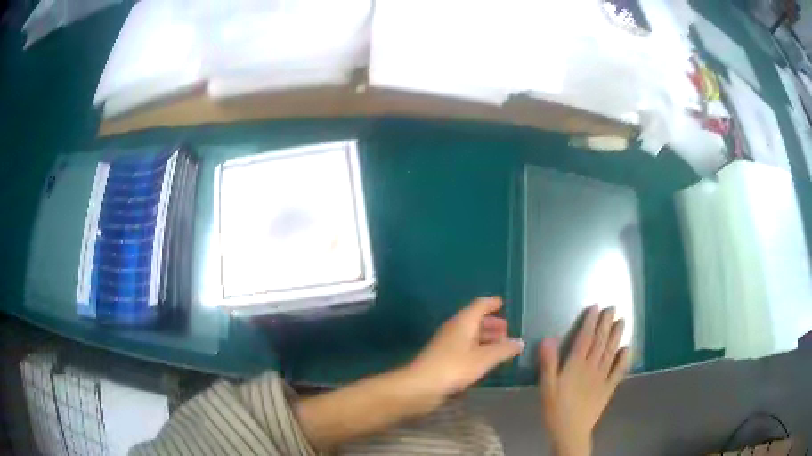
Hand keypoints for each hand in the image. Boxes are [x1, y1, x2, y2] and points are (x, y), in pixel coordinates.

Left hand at [410, 297, 523, 397]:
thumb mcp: (484, 358)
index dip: (491, 303)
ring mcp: (447, 344)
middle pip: (475, 320)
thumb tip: (520, 342)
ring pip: (470, 336)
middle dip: (492, 324)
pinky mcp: (444, 359)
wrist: (421, 386)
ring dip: (485, 338)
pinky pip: (465, 349)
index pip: (479, 305)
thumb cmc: (454, 367)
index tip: (503, 303)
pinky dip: (478, 350)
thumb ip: (504, 350)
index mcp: (463, 322)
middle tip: (508, 331)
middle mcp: (454, 329)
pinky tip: (486, 361)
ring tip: (502, 346)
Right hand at [538, 305, 631, 455]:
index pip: (585, 339)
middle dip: (606, 323)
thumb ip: (548, 363)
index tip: (595, 307)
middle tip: (613, 308)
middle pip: (600, 342)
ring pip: (611, 352)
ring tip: (622, 321)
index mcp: (576, 366)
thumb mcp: (546, 387)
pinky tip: (628, 348)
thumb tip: (549, 338)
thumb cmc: (555, 409)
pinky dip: (624, 359)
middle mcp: (592, 367)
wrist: (571, 430)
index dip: (590, 322)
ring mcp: (603, 377)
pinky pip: (619, 371)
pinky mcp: (609, 387)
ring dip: (617, 336)